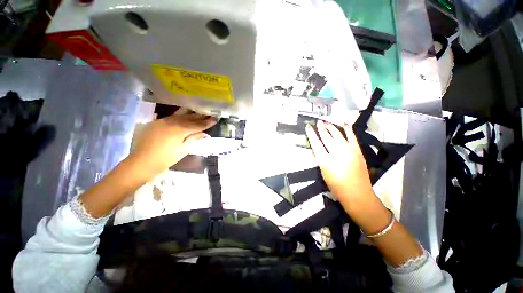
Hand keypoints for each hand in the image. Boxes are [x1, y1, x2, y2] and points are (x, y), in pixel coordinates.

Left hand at [128, 110, 216, 178]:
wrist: (141, 162)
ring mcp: (163, 121)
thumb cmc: (166, 159)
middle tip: (210, 114)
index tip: (215, 119)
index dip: (207, 122)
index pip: (198, 124)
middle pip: (190, 118)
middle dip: (200, 116)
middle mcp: (172, 122)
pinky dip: (180, 116)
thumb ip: (194, 139)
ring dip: (191, 114)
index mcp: (180, 129)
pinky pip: (172, 117)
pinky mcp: (156, 122)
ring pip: (180, 115)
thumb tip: (205, 134)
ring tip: (198, 112)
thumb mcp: (183, 150)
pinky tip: (184, 116)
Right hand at [305, 120, 377, 213]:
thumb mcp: (323, 173)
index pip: (316, 143)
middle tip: (318, 122)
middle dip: (321, 128)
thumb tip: (317, 149)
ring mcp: (348, 151)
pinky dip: (347, 129)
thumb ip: (320, 159)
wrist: (357, 194)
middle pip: (326, 137)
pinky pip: (352, 137)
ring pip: (338, 135)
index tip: (308, 127)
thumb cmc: (336, 187)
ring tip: (326, 122)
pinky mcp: (357, 151)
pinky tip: (344, 123)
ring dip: (331, 127)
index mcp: (325, 160)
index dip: (311, 134)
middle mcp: (336, 153)